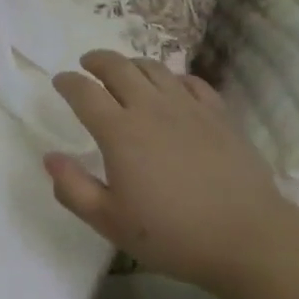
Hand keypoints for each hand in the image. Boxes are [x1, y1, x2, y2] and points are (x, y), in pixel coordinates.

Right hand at [45, 50, 291, 292]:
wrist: (248, 238)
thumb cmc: (173, 235)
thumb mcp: (110, 222)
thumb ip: (73, 188)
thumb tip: (50, 157)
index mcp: (119, 131)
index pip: (84, 92)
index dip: (67, 82)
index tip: (60, 81)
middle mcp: (150, 107)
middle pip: (117, 66)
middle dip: (97, 60)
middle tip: (88, 65)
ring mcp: (187, 106)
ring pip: (153, 68)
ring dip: (132, 64)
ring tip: (125, 72)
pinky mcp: (218, 113)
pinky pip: (190, 81)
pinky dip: (173, 78)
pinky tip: (172, 89)